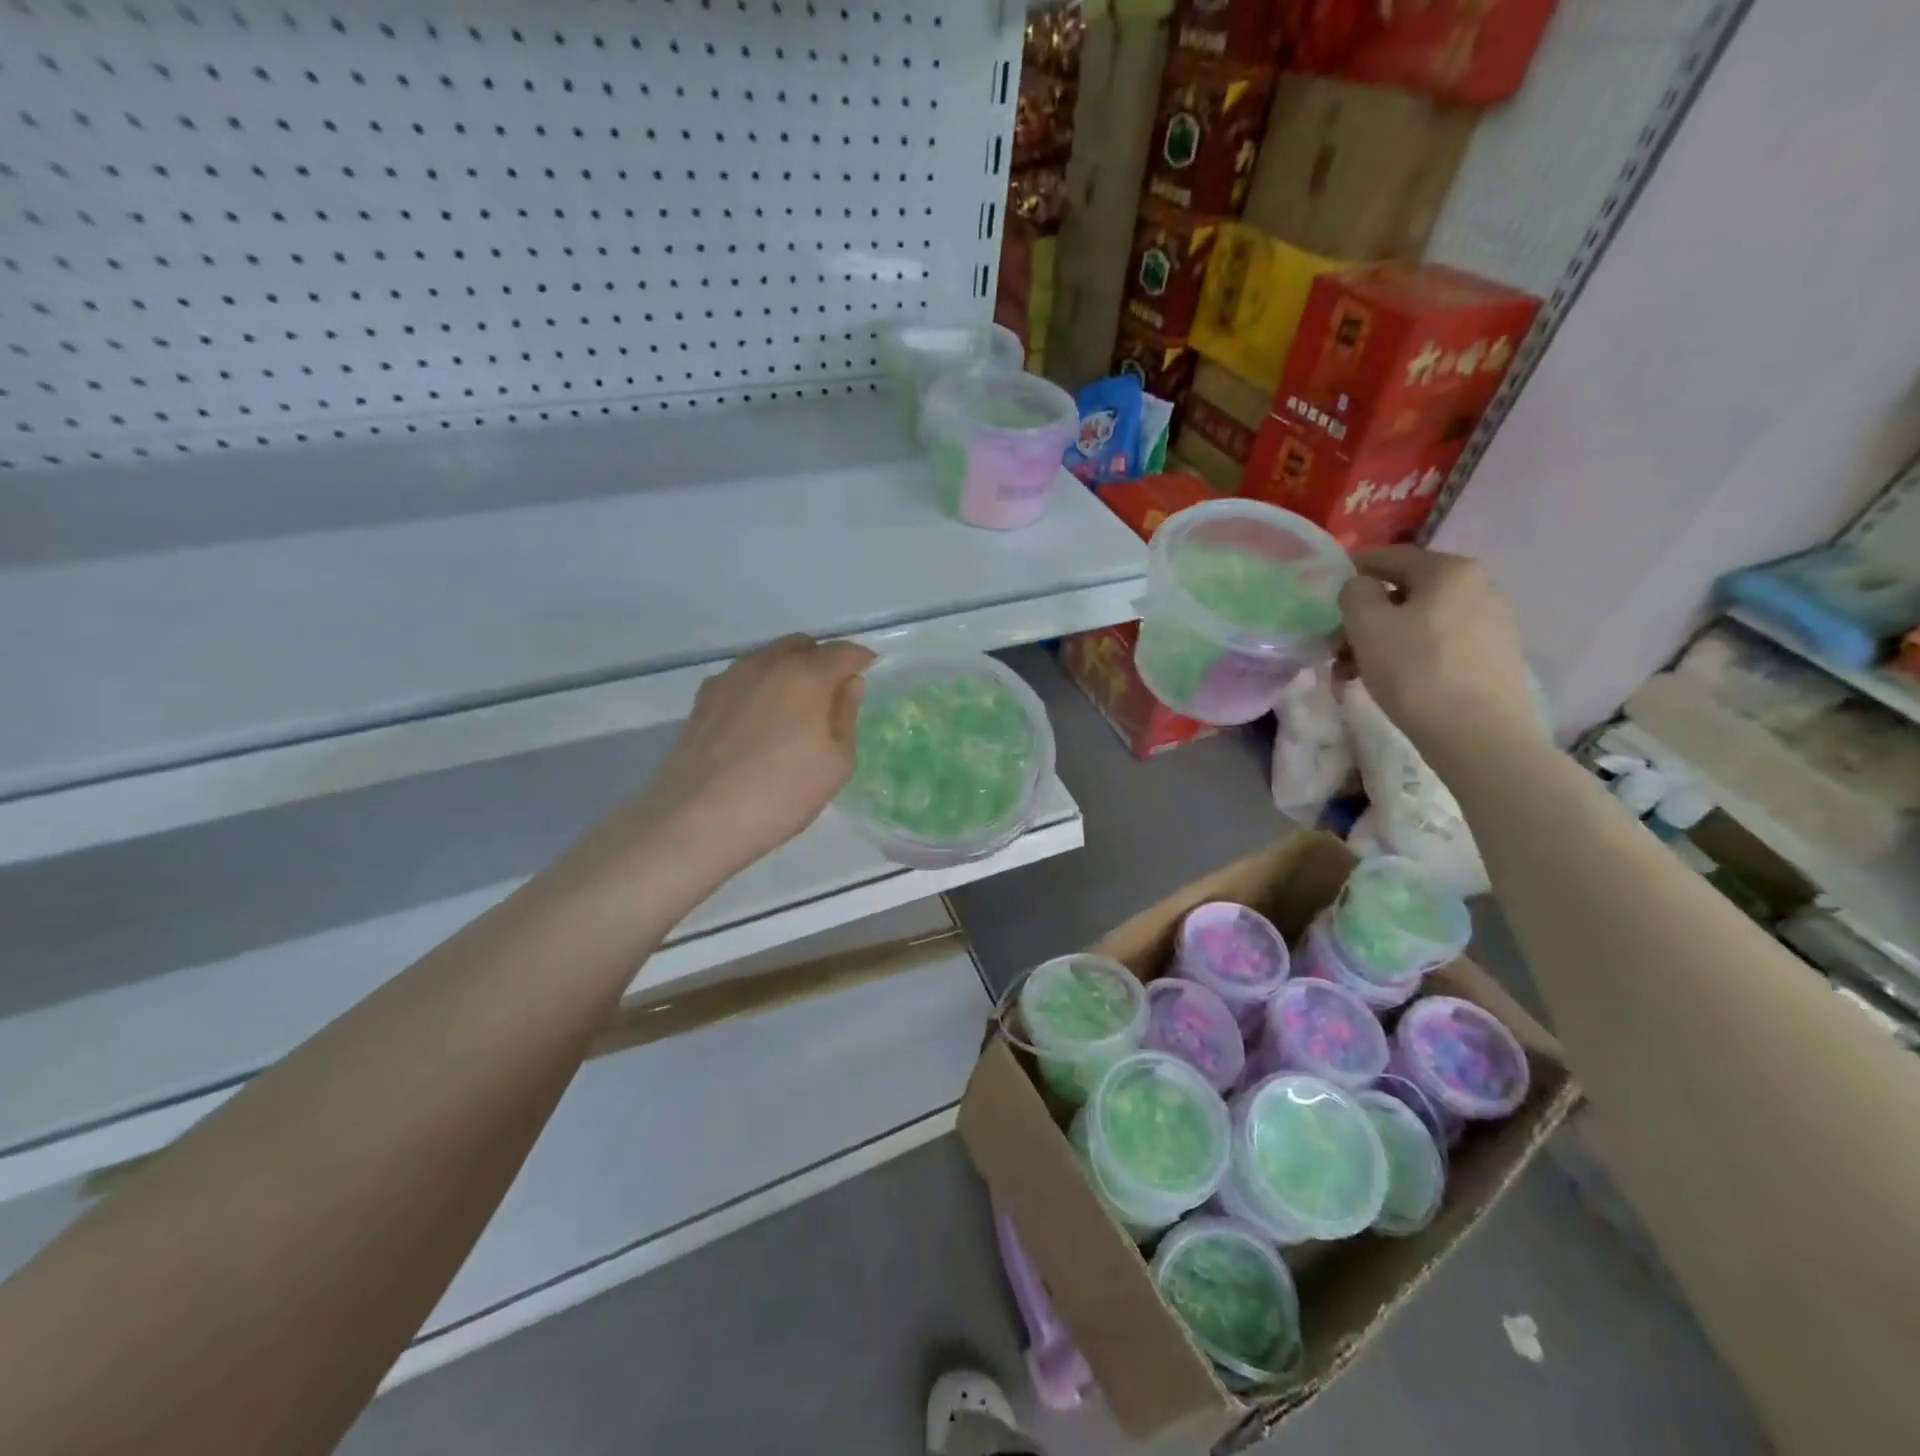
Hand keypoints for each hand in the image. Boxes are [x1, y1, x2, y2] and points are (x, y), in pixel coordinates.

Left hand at [635, 635, 875, 883]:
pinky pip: (742, 677)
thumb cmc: (782, 792)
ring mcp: (730, 678)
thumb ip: (846, 715)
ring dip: (789, 670)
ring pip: (768, 658)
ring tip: (794, 707)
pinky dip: (760, 686)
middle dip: (822, 659)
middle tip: (832, 692)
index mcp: (806, 675)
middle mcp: (767, 664)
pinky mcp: (704, 698)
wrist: (699, 818)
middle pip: (802, 646)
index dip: (860, 659)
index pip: (842, 651)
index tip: (870, 670)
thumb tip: (849, 683)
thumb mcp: (836, 763)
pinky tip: (759, 719)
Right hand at [1339, 547, 1537, 764]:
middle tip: (1336, 649)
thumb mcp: (1367, 625)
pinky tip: (1392, 683)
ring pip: (1420, 622)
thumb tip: (1361, 587)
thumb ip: (1354, 593)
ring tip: (1355, 675)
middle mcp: (1479, 587)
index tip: (1325, 597)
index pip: (1389, 557)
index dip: (1352, 572)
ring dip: (1382, 642)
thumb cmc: (1415, 671)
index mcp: (1449, 570)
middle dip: (1365, 618)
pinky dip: (1409, 656)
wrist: (1480, 736)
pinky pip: (1439, 645)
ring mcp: (1492, 623)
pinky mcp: (1495, 657)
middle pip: (1405, 593)